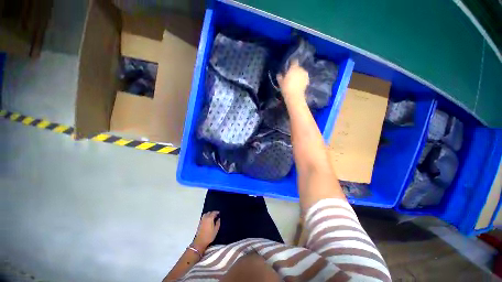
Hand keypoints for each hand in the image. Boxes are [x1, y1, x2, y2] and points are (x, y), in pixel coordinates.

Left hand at [192, 211, 220, 250]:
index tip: (219, 213)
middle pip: (209, 212)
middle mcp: (205, 218)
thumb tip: (218, 218)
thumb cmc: (209, 236)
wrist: (200, 242)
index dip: (217, 212)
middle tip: (216, 215)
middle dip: (213, 212)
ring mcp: (202, 220)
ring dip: (209, 214)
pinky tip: (208, 220)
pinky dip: (206, 216)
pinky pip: (203, 217)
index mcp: (210, 218)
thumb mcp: (216, 230)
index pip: (214, 212)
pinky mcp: (200, 223)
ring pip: (206, 214)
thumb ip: (218, 223)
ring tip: (212, 217)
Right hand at [277, 60, 308, 102]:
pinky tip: (298, 84)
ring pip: (301, 73)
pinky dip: (302, 80)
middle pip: (298, 67)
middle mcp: (301, 69)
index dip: (291, 63)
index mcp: (294, 68)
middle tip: (291, 75)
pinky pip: (304, 78)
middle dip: (295, 70)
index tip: (289, 66)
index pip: (294, 61)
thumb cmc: (286, 88)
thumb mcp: (281, 82)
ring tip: (295, 80)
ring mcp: (305, 75)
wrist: (295, 96)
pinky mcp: (308, 81)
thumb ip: (280, 77)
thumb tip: (279, 74)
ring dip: (299, 75)